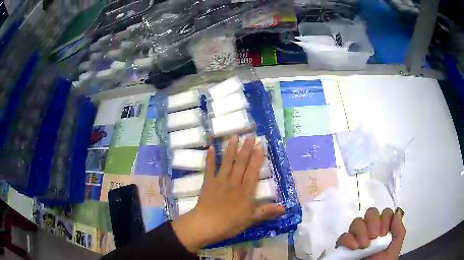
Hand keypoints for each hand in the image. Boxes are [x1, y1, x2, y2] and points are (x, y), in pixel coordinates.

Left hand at [172, 136, 284, 251]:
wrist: (206, 225)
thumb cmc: (229, 224)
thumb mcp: (250, 220)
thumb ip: (266, 211)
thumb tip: (284, 207)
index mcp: (245, 191)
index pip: (253, 171)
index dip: (257, 158)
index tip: (260, 145)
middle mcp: (234, 182)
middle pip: (241, 163)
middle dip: (246, 149)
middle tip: (250, 135)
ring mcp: (220, 181)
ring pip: (227, 162)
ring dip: (231, 149)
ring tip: (235, 136)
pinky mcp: (208, 183)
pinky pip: (209, 168)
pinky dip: (210, 158)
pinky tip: (210, 147)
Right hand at [336, 207, 405, 259]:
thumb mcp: (395, 248)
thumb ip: (399, 230)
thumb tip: (397, 213)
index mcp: (384, 229)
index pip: (385, 213)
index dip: (385, 219)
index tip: (384, 233)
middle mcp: (371, 230)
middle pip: (371, 213)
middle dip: (373, 222)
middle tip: (374, 237)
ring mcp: (357, 237)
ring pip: (357, 222)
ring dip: (361, 232)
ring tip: (364, 246)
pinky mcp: (344, 246)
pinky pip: (343, 236)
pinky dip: (348, 240)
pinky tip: (353, 247)